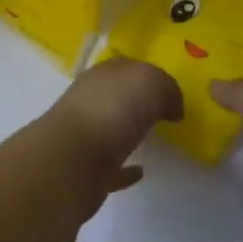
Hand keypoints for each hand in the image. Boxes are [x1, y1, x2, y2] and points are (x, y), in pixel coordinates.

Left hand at [41, 57, 183, 196]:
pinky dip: (124, 170)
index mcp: (100, 77)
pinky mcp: (85, 173)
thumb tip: (170, 107)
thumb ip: (164, 88)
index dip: (148, 75)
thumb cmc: (110, 111)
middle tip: (163, 113)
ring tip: (154, 140)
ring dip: (128, 134)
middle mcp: (87, 104)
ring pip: (110, 131)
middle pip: (115, 98)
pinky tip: (140, 170)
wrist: (72, 162)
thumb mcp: (148, 82)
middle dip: (135, 102)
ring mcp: (83, 139)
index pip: (124, 68)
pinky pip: (110, 168)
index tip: (170, 91)